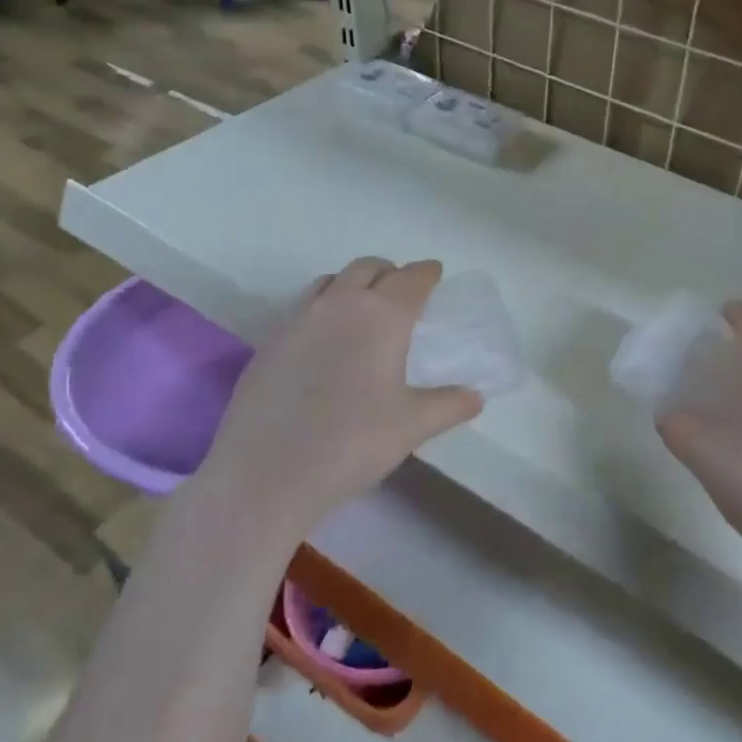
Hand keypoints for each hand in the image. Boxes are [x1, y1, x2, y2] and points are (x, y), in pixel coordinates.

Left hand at [194, 257, 482, 546]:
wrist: (265, 473)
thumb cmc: (352, 443)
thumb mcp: (412, 426)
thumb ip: (448, 405)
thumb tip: (475, 397)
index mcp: (382, 316)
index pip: (411, 278)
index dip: (426, 273)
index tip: (435, 274)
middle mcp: (340, 304)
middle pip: (368, 268)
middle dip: (390, 272)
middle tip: (402, 293)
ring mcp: (298, 318)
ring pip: (331, 281)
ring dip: (352, 284)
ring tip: (362, 311)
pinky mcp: (270, 340)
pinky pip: (302, 306)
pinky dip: (322, 308)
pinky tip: (324, 342)